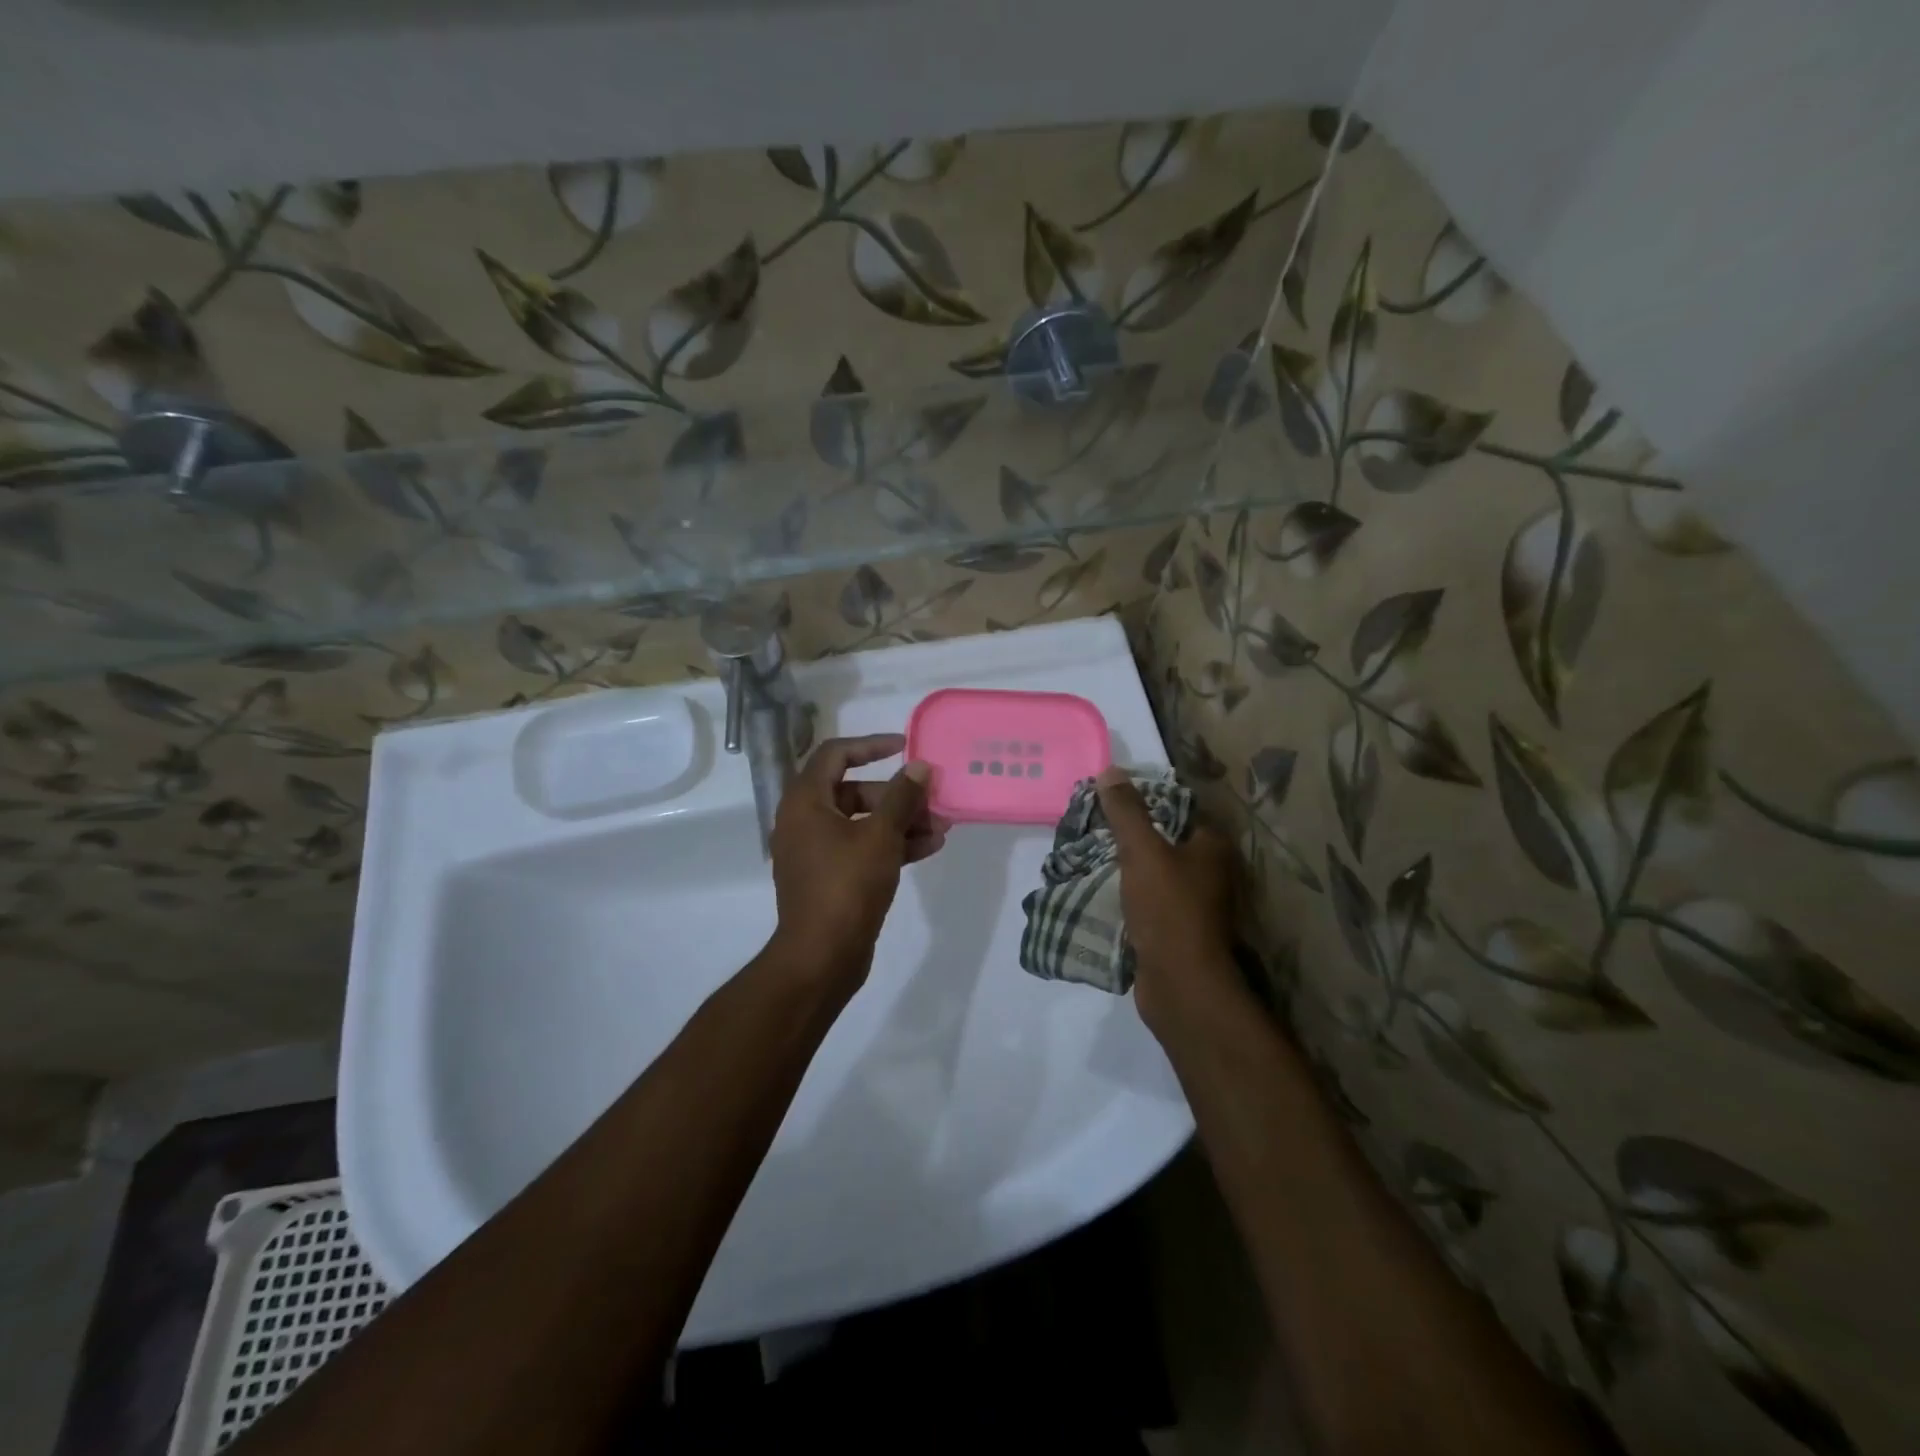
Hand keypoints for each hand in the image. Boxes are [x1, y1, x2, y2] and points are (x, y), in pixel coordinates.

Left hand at [766, 734, 949, 987]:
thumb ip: (902, 797)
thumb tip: (919, 766)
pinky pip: (862, 848)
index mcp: (805, 802)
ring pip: (863, 822)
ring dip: (901, 821)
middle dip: (897, 795)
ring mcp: (817, 851)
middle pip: (854, 790)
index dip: (872, 745)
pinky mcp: (830, 877)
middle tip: (933, 800)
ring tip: (942, 827)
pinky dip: (892, 845)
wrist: (821, 958)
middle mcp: (805, 821)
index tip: (906, 747)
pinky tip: (930, 848)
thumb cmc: (846, 887)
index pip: (835, 754)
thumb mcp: (881, 837)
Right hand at [1094, 766, 1242, 1036]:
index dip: (1144, 800)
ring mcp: (1195, 903)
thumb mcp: (1142, 852)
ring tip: (1089, 852)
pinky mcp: (1177, 929)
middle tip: (1093, 824)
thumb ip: (1126, 812)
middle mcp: (1210, 871)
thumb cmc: (1169, 909)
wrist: (1181, 984)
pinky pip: (1148, 899)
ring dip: (1127, 865)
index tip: (1108, 798)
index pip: (1177, 808)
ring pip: (1154, 872)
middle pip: (1164, 840)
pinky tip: (1100, 887)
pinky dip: (1128, 893)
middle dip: (1130, 833)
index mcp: (1211, 846)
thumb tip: (1110, 770)